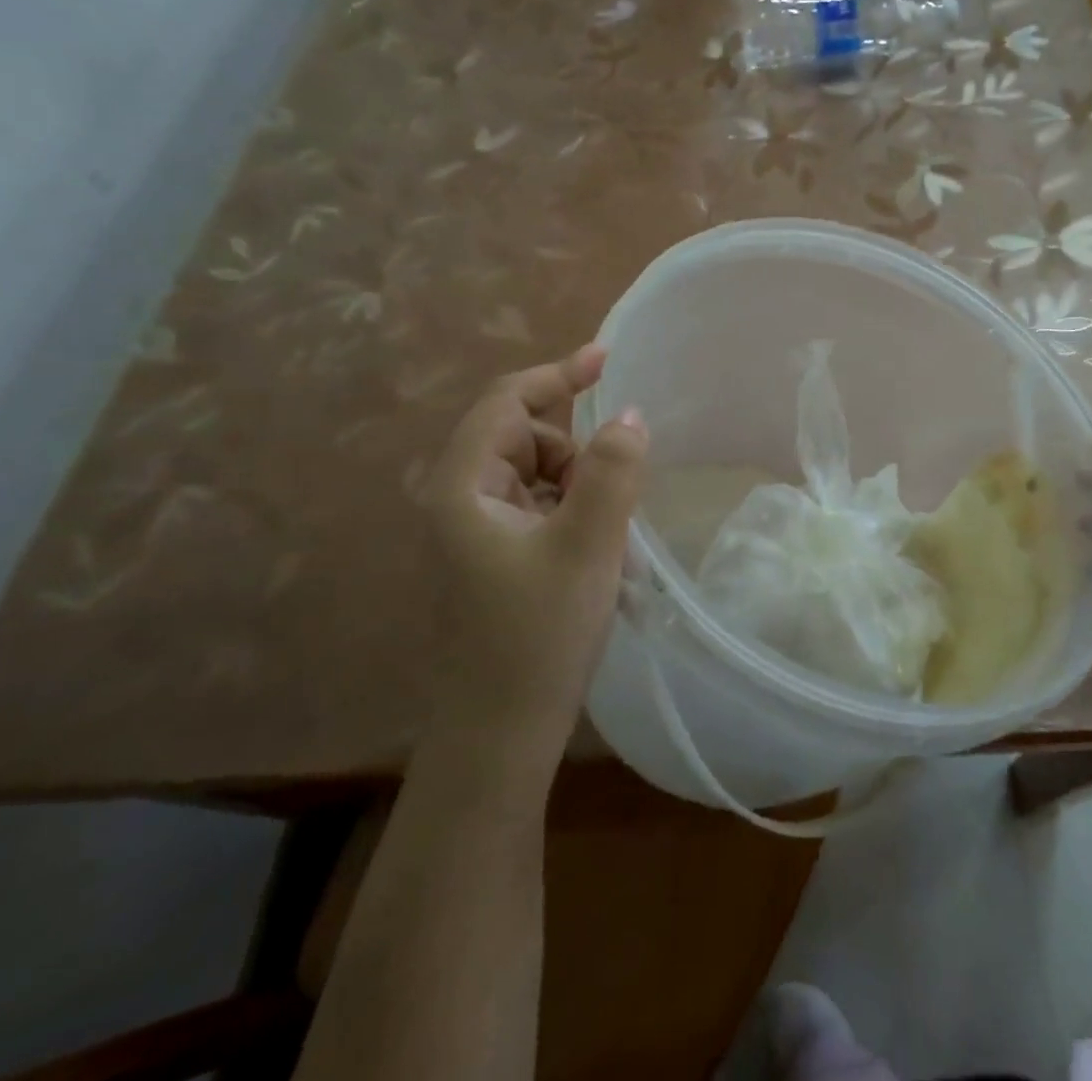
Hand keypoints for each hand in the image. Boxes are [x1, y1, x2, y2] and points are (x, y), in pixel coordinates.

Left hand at [425, 344, 647, 785]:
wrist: (500, 735)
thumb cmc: (538, 635)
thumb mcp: (587, 544)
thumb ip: (612, 470)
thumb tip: (630, 414)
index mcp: (463, 486)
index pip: (507, 403)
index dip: (558, 374)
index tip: (608, 357)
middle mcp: (461, 499)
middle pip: (524, 437)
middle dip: (575, 450)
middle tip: (612, 495)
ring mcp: (477, 530)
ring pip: (538, 473)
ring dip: (579, 485)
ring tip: (606, 536)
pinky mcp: (496, 556)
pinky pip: (541, 506)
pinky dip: (574, 511)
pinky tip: (595, 552)